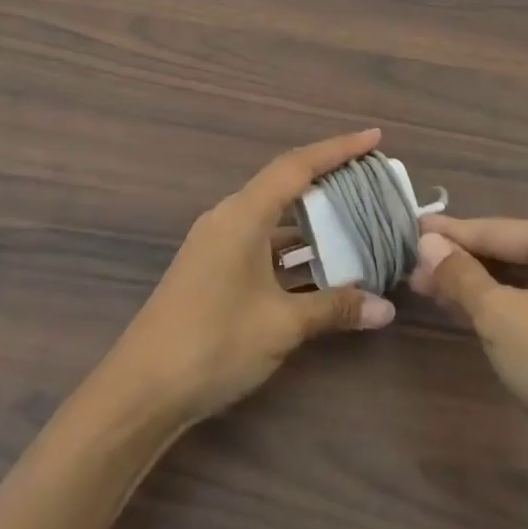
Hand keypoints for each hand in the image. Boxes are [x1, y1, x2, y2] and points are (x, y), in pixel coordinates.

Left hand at [107, 130, 395, 424]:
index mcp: (243, 215)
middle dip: (328, 180)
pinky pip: (262, 242)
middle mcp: (229, 218)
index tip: (373, 137)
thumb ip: (335, 308)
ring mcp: (217, 244)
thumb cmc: (213, 343)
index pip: (297, 166)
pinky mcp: (213, 269)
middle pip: (285, 185)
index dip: (338, 149)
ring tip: (355, 222)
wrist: (141, 391)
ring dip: (312, 220)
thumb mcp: (281, 324)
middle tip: (370, 180)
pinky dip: (293, 248)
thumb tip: (386, 309)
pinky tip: (320, 267)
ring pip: (274, 217)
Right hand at [412, 216, 527, 471]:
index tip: (409, 231)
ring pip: (522, 283)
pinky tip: (466, 313)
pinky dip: (501, 308)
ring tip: (427, 288)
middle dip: (461, 263)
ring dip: (477, 287)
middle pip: (511, 253)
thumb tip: (426, 243)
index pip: (499, 229)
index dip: (450, 234)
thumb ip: (460, 275)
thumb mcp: (500, 316)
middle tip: (411, 268)